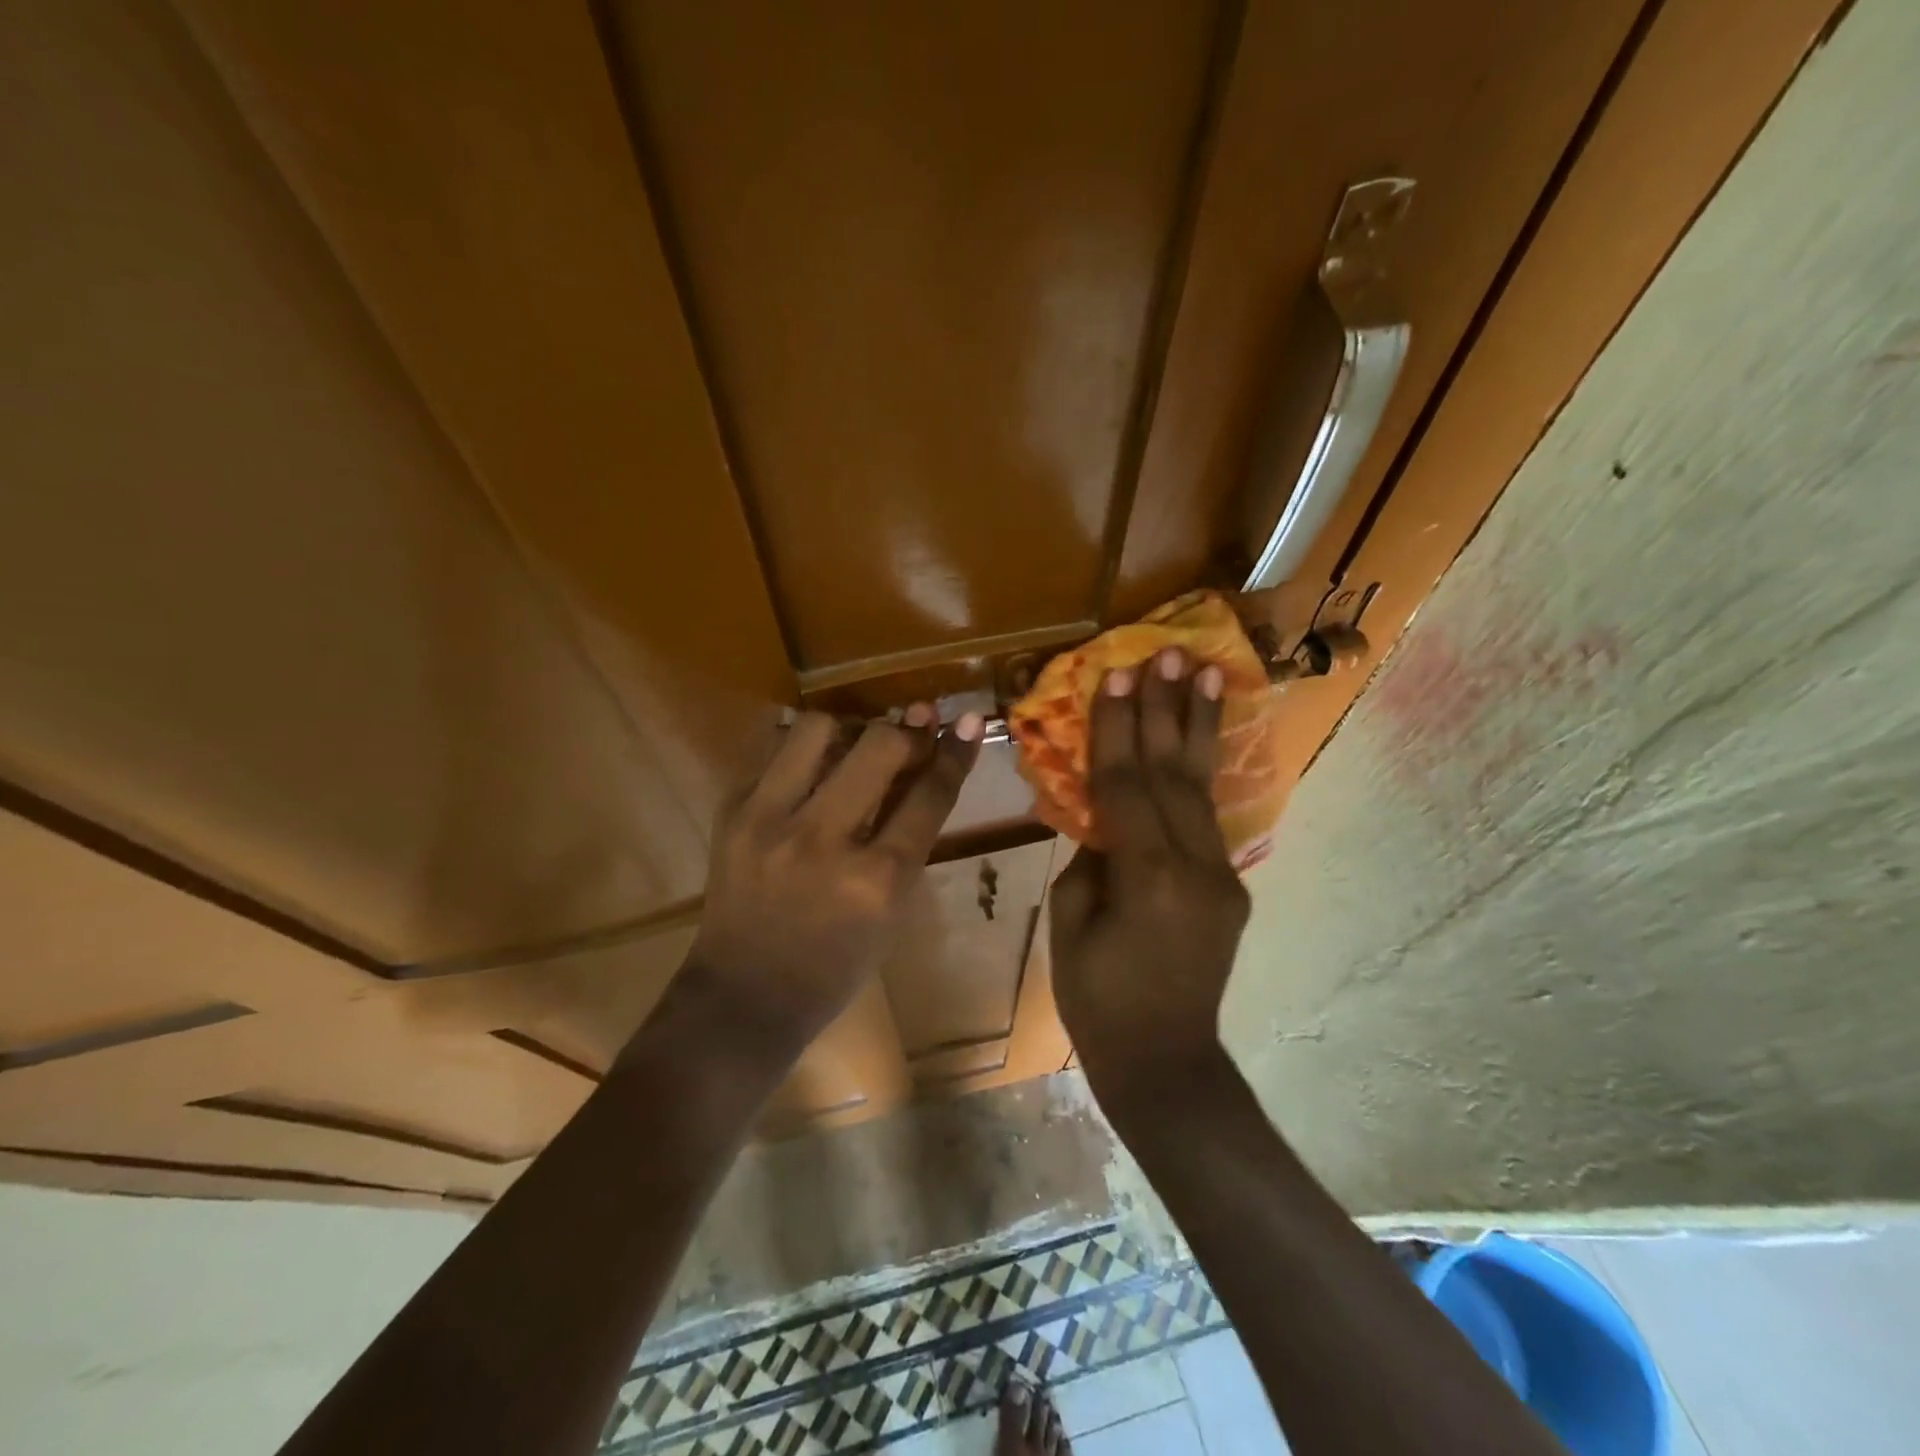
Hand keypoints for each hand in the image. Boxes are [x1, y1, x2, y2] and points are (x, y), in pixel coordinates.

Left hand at [683, 704, 981, 1059]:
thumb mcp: (892, 910)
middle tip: (913, 732)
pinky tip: (814, 766)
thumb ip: (909, 839)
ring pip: (818, 729)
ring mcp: (769, 821)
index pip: (928, 795)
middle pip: (879, 746)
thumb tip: (924, 767)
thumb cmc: (837, 965)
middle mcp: (823, 841)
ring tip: (855, 745)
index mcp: (876, 880)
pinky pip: (774, 750)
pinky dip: (803, 750)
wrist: (747, 994)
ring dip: (849, 728)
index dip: (955, 752)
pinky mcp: (732, 813)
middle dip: (907, 731)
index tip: (968, 722)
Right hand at [1050, 649, 1249, 1102]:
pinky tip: (1200, 738)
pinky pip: (1209, 818)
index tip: (1115, 675)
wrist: (1166, 1064)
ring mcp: (1221, 875)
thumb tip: (1106, 822)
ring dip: (1198, 726)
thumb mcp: (1071, 926)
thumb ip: (1090, 861)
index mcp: (1146, 877)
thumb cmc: (1098, 1002)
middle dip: (1165, 709)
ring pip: (1202, 787)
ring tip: (1206, 671)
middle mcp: (1193, 866)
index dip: (1116, 728)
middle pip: (1172, 773)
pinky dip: (1200, 772)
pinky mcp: (1229, 886)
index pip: (1126, 785)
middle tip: (1168, 654)